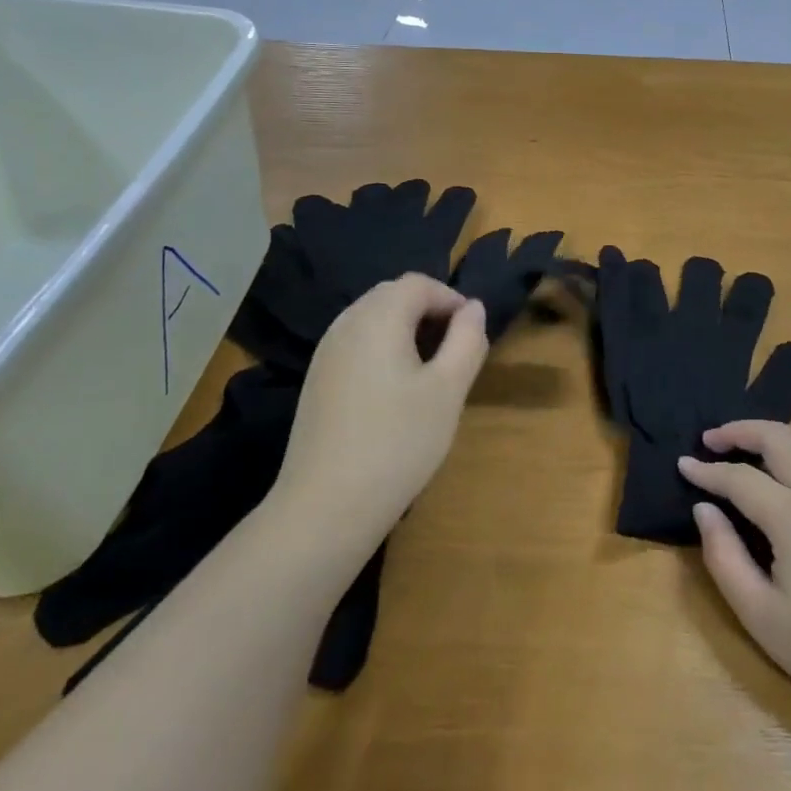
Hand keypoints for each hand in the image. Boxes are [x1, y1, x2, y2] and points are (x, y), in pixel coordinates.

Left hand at [268, 274, 488, 562]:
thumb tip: (474, 308)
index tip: (472, 334)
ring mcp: (325, 353)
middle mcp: (346, 323)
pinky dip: (382, 350)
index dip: (451, 299)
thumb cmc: (398, 442)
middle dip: (428, 312)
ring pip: (372, 320)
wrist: (326, 506)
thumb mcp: (448, 390)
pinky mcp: (316, 381)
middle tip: (454, 352)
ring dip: (405, 331)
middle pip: (392, 296)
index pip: (418, 284)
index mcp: (378, 317)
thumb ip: (467, 340)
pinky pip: (356, 345)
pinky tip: (394, 393)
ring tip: (429, 373)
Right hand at [679, 422, 790, 723]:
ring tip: (750, 446)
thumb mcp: (759, 615)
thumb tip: (704, 509)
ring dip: (775, 433)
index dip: (706, 470)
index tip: (683, 465)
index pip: (739, 477)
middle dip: (739, 430)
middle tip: (711, 440)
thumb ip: (723, 556)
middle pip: (777, 436)